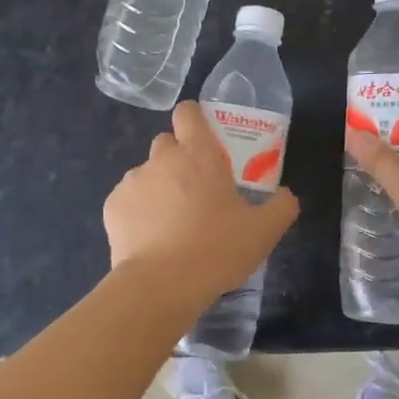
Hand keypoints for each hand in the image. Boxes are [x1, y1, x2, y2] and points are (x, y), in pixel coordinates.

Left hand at [104, 101, 299, 301]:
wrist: (162, 285)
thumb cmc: (217, 249)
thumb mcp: (263, 232)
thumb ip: (281, 207)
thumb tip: (286, 196)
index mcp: (199, 154)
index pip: (189, 113)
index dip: (195, 119)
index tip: (205, 138)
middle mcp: (162, 158)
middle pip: (167, 142)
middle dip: (179, 158)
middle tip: (196, 190)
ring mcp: (133, 181)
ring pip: (147, 173)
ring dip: (159, 187)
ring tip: (172, 223)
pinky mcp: (113, 206)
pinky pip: (128, 200)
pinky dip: (138, 212)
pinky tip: (151, 239)